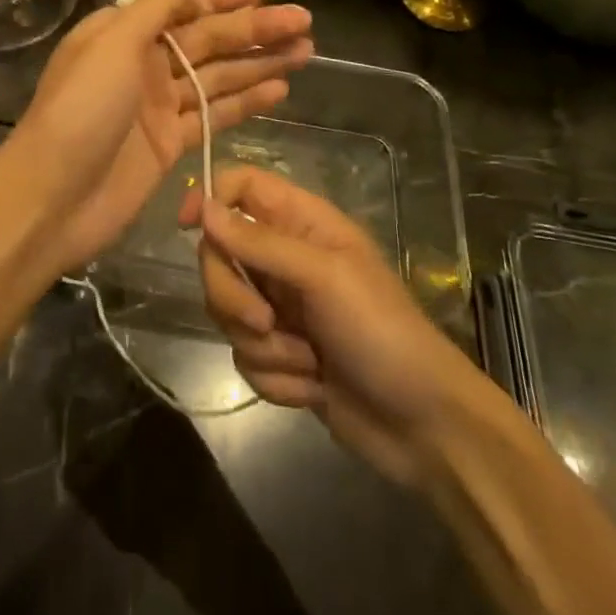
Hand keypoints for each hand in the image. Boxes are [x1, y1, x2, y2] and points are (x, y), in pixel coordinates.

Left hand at [6, 0, 311, 275]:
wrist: (52, 198)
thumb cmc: (79, 110)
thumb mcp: (112, 46)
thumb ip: (153, 10)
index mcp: (123, 33)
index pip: (181, 5)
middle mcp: (143, 63)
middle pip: (208, 40)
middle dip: (254, 29)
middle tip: (304, 21)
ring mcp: (158, 105)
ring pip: (218, 76)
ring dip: (259, 63)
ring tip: (306, 51)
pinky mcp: (171, 144)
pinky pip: (215, 115)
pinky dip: (246, 102)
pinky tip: (280, 90)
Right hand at [177, 167, 476, 487]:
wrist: (426, 427)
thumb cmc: (382, 332)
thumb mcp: (324, 277)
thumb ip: (260, 243)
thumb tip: (203, 209)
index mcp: (302, 223)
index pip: (240, 187)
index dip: (210, 198)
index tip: (189, 226)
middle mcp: (285, 258)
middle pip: (220, 255)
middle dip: (234, 295)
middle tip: (264, 320)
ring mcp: (282, 308)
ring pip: (227, 310)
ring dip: (262, 344)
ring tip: (306, 361)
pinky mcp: (281, 355)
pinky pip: (245, 356)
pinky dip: (275, 377)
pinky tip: (312, 386)